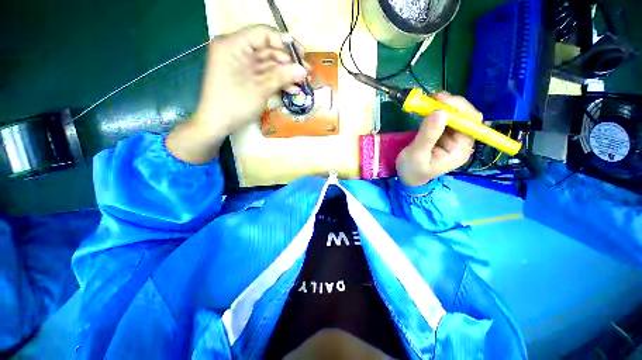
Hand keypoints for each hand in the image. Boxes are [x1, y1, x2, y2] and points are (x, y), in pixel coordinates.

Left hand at [167, 25, 308, 163]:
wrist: (217, 124)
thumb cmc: (234, 104)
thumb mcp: (260, 89)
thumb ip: (282, 76)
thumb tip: (303, 70)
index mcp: (233, 45)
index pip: (263, 34)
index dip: (285, 42)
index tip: (302, 55)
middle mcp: (237, 50)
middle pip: (268, 49)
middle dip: (288, 62)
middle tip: (307, 73)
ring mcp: (241, 65)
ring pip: (269, 64)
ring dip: (286, 74)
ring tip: (303, 84)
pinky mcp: (246, 77)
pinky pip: (264, 75)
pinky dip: (278, 81)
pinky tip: (292, 89)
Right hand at [396, 93, 481, 186]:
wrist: (407, 177)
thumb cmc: (412, 170)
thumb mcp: (417, 155)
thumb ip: (428, 136)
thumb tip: (439, 112)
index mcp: (460, 150)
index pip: (470, 124)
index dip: (459, 109)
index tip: (441, 100)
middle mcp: (461, 142)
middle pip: (466, 117)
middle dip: (452, 105)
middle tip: (434, 97)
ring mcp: (453, 138)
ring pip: (456, 116)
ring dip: (444, 106)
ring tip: (429, 101)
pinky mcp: (443, 134)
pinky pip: (445, 119)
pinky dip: (437, 111)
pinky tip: (428, 108)